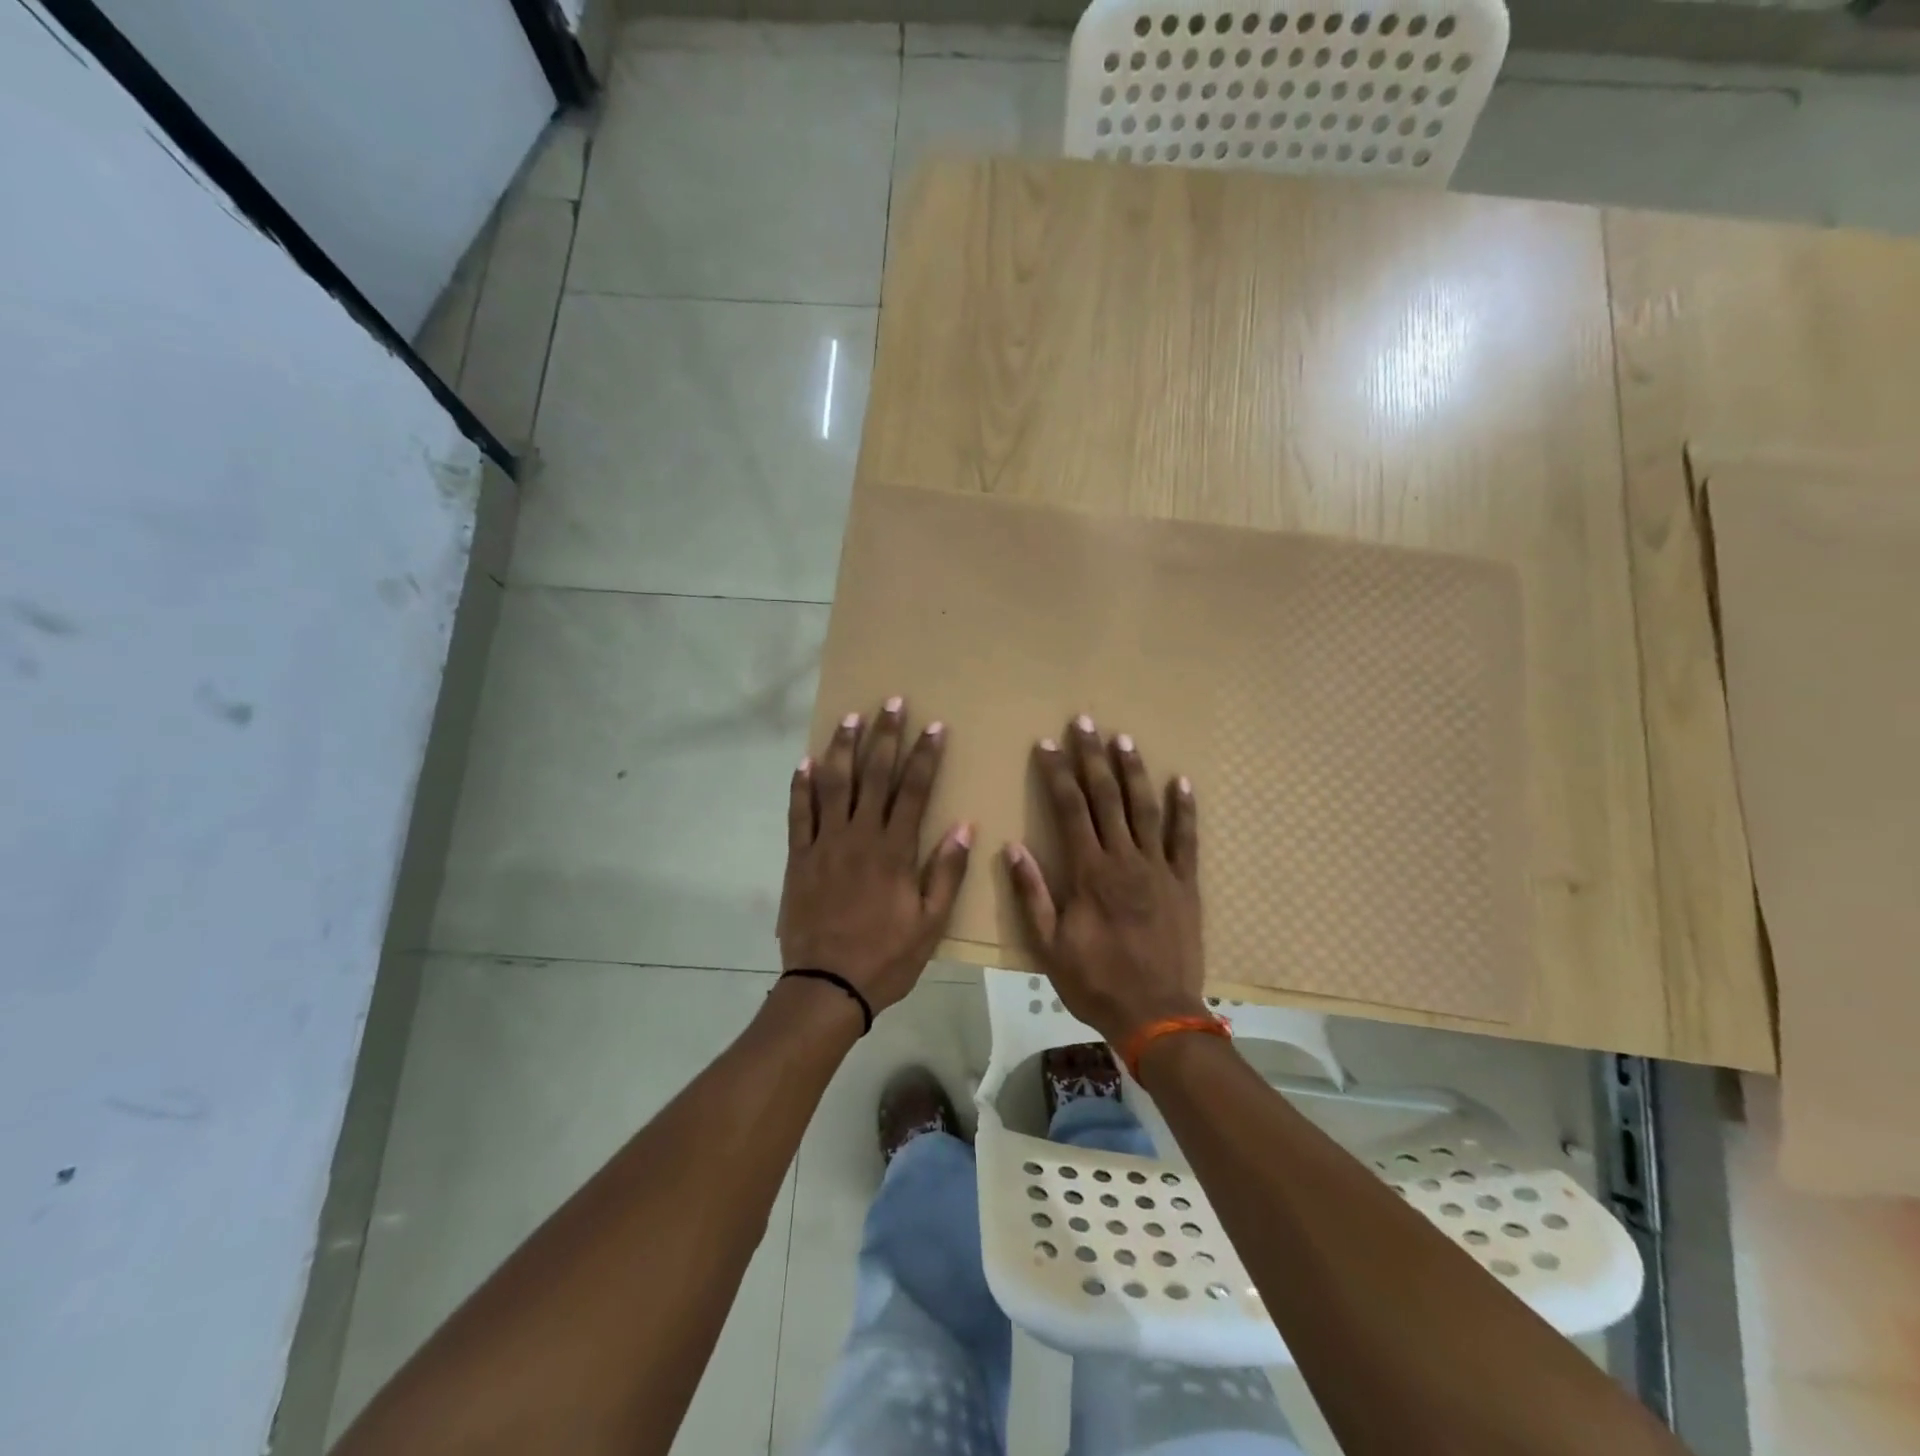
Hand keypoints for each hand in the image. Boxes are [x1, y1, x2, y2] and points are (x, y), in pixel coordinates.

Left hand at [780, 698, 972, 1016]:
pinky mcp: (799, 858)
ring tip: (851, 718)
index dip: (925, 756)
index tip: (934, 726)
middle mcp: (859, 836)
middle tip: (892, 703)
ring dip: (843, 748)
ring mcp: (825, 844)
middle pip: (874, 775)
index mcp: (894, 851)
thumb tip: (963, 826)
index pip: (914, 790)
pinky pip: (799, 814)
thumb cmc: (886, 957)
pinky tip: (805, 762)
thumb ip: (947, 872)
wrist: (827, 987)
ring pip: (834, 785)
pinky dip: (801, 787)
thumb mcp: (931, 922)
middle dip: (885, 736)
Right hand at [1005, 717, 1207, 1045]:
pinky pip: (1185, 839)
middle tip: (1086, 722)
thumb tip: (1013, 847)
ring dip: (1133, 771)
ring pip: (1145, 808)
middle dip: (1093, 757)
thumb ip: (1032, 894)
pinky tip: (1181, 782)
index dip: (1057, 773)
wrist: (1157, 1014)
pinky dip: (1184, 810)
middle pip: (1106, 797)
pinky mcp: (1185, 883)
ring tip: (1124, 739)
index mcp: (1089, 872)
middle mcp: (1124, 859)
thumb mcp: (1049, 945)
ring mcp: (1159, 868)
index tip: (1048, 743)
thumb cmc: (1096, 981)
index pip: (1070, 809)